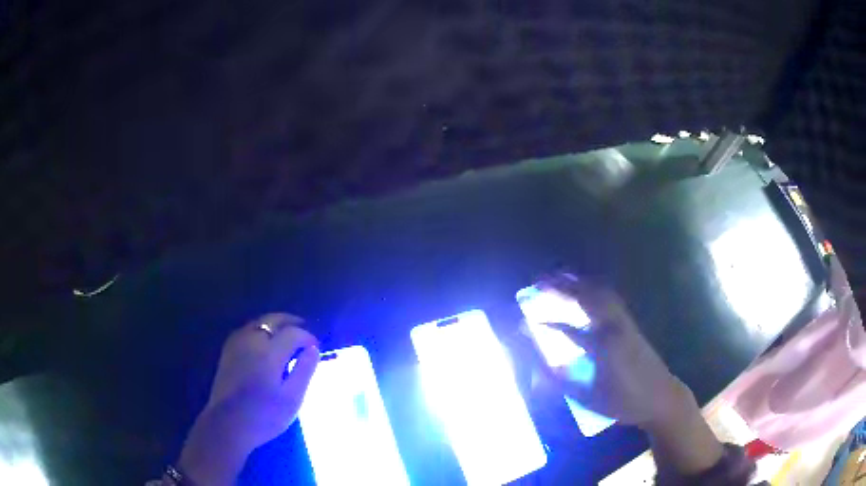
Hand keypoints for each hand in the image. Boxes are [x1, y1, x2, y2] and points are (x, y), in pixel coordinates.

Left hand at [178, 314, 319, 485]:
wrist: (228, 425)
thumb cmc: (264, 416)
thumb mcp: (292, 399)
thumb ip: (304, 371)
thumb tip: (313, 349)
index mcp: (269, 353)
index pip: (293, 333)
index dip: (308, 337)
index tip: (316, 347)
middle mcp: (251, 341)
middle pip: (273, 320)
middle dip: (291, 322)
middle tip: (305, 331)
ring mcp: (237, 344)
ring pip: (258, 322)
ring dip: (275, 324)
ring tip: (287, 335)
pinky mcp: (228, 351)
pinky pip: (247, 329)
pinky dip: (261, 329)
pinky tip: (265, 341)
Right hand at [537, 275, 723, 474]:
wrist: (660, 396)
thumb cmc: (622, 402)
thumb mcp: (587, 397)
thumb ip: (561, 377)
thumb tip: (538, 360)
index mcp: (602, 346)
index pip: (566, 328)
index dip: (544, 323)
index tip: (524, 321)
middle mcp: (614, 326)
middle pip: (585, 297)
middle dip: (560, 286)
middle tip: (537, 281)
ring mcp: (624, 321)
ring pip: (599, 292)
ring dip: (577, 282)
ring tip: (557, 276)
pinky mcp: (630, 322)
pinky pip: (609, 297)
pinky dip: (592, 287)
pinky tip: (584, 289)